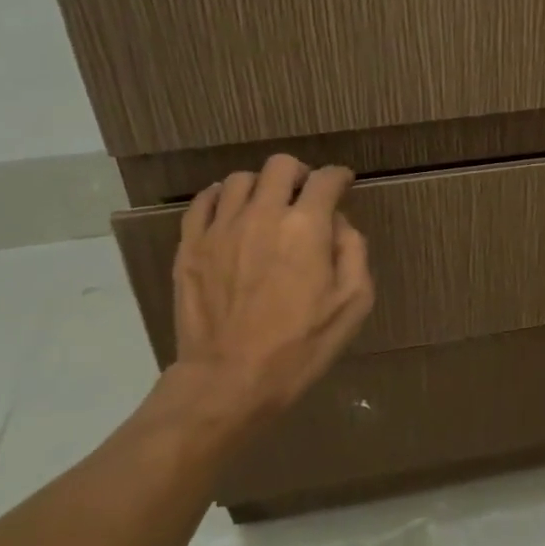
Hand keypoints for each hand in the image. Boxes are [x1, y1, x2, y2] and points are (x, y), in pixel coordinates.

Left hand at [164, 155, 374, 426]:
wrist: (231, 379)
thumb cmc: (301, 346)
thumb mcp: (353, 304)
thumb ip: (353, 252)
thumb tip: (338, 225)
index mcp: (306, 227)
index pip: (325, 180)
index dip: (339, 177)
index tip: (343, 184)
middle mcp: (262, 214)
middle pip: (280, 166)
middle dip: (300, 174)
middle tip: (305, 195)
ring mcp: (220, 227)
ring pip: (240, 179)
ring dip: (261, 186)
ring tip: (267, 207)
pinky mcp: (191, 245)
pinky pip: (204, 202)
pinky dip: (221, 198)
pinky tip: (230, 213)